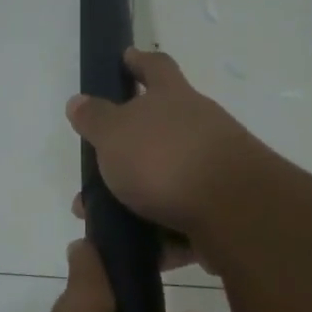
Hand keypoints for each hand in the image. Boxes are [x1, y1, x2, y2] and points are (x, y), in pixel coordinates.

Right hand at [65, 48, 266, 245]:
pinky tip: (137, 252)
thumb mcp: (115, 134)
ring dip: (135, 199)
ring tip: (103, 221)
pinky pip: (182, 221)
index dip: (138, 61)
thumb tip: (79, 101)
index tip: (124, 58)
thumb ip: (95, 118)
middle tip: (95, 168)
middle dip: (125, 150)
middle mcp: (198, 127)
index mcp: (173, 98)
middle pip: (159, 131)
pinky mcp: (222, 210)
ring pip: (166, 181)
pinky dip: (160, 235)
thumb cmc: (165, 159)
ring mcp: (214, 169)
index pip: (155, 67)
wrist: (233, 211)